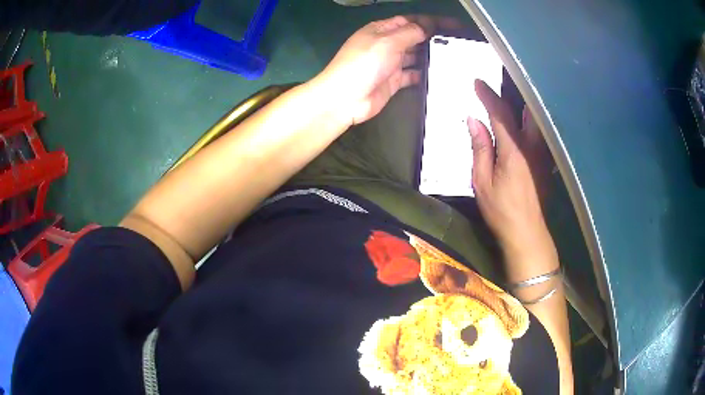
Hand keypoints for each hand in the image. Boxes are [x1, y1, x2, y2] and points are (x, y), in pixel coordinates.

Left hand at [314, 15, 457, 125]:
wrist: (346, 98)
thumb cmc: (364, 63)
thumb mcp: (387, 41)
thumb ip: (409, 33)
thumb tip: (426, 27)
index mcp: (381, 30)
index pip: (409, 21)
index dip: (428, 21)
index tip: (450, 26)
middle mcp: (386, 44)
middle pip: (413, 38)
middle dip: (432, 38)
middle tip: (456, 43)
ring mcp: (390, 63)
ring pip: (414, 56)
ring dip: (430, 56)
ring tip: (453, 57)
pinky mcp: (393, 81)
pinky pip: (412, 75)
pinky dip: (423, 74)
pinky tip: (439, 74)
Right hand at [468, 80, 556, 272]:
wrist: (527, 233)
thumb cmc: (501, 210)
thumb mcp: (482, 181)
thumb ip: (480, 148)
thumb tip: (474, 120)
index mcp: (513, 150)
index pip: (500, 114)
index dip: (488, 96)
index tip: (477, 82)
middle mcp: (532, 146)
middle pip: (525, 111)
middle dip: (513, 93)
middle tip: (501, 82)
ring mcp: (543, 154)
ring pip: (536, 121)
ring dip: (524, 106)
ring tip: (513, 96)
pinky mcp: (547, 162)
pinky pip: (540, 134)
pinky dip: (531, 122)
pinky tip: (526, 121)